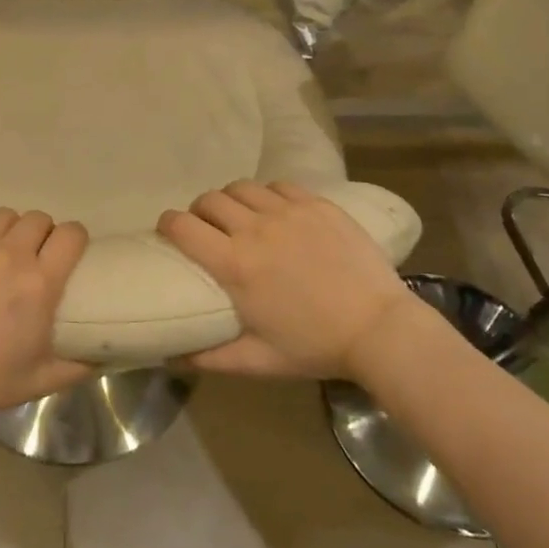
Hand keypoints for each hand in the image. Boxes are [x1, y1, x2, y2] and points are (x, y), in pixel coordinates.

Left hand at [0, 208, 93, 419]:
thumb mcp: (40, 381)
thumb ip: (79, 366)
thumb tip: (107, 353)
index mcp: (40, 284)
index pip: (71, 234)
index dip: (74, 238)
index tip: (68, 251)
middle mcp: (11, 255)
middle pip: (38, 219)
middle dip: (41, 234)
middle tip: (31, 256)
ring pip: (4, 215)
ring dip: (8, 230)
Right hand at [159, 180, 413, 379]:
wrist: (380, 329)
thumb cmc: (315, 347)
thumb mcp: (258, 361)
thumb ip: (209, 358)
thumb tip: (170, 356)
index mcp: (234, 265)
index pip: (182, 226)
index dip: (168, 223)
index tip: (169, 231)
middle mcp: (255, 229)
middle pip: (209, 200)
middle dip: (199, 211)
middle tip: (207, 228)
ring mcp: (288, 212)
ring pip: (242, 188)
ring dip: (232, 200)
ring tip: (240, 217)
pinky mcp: (317, 205)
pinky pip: (279, 186)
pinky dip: (268, 195)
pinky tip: (276, 212)